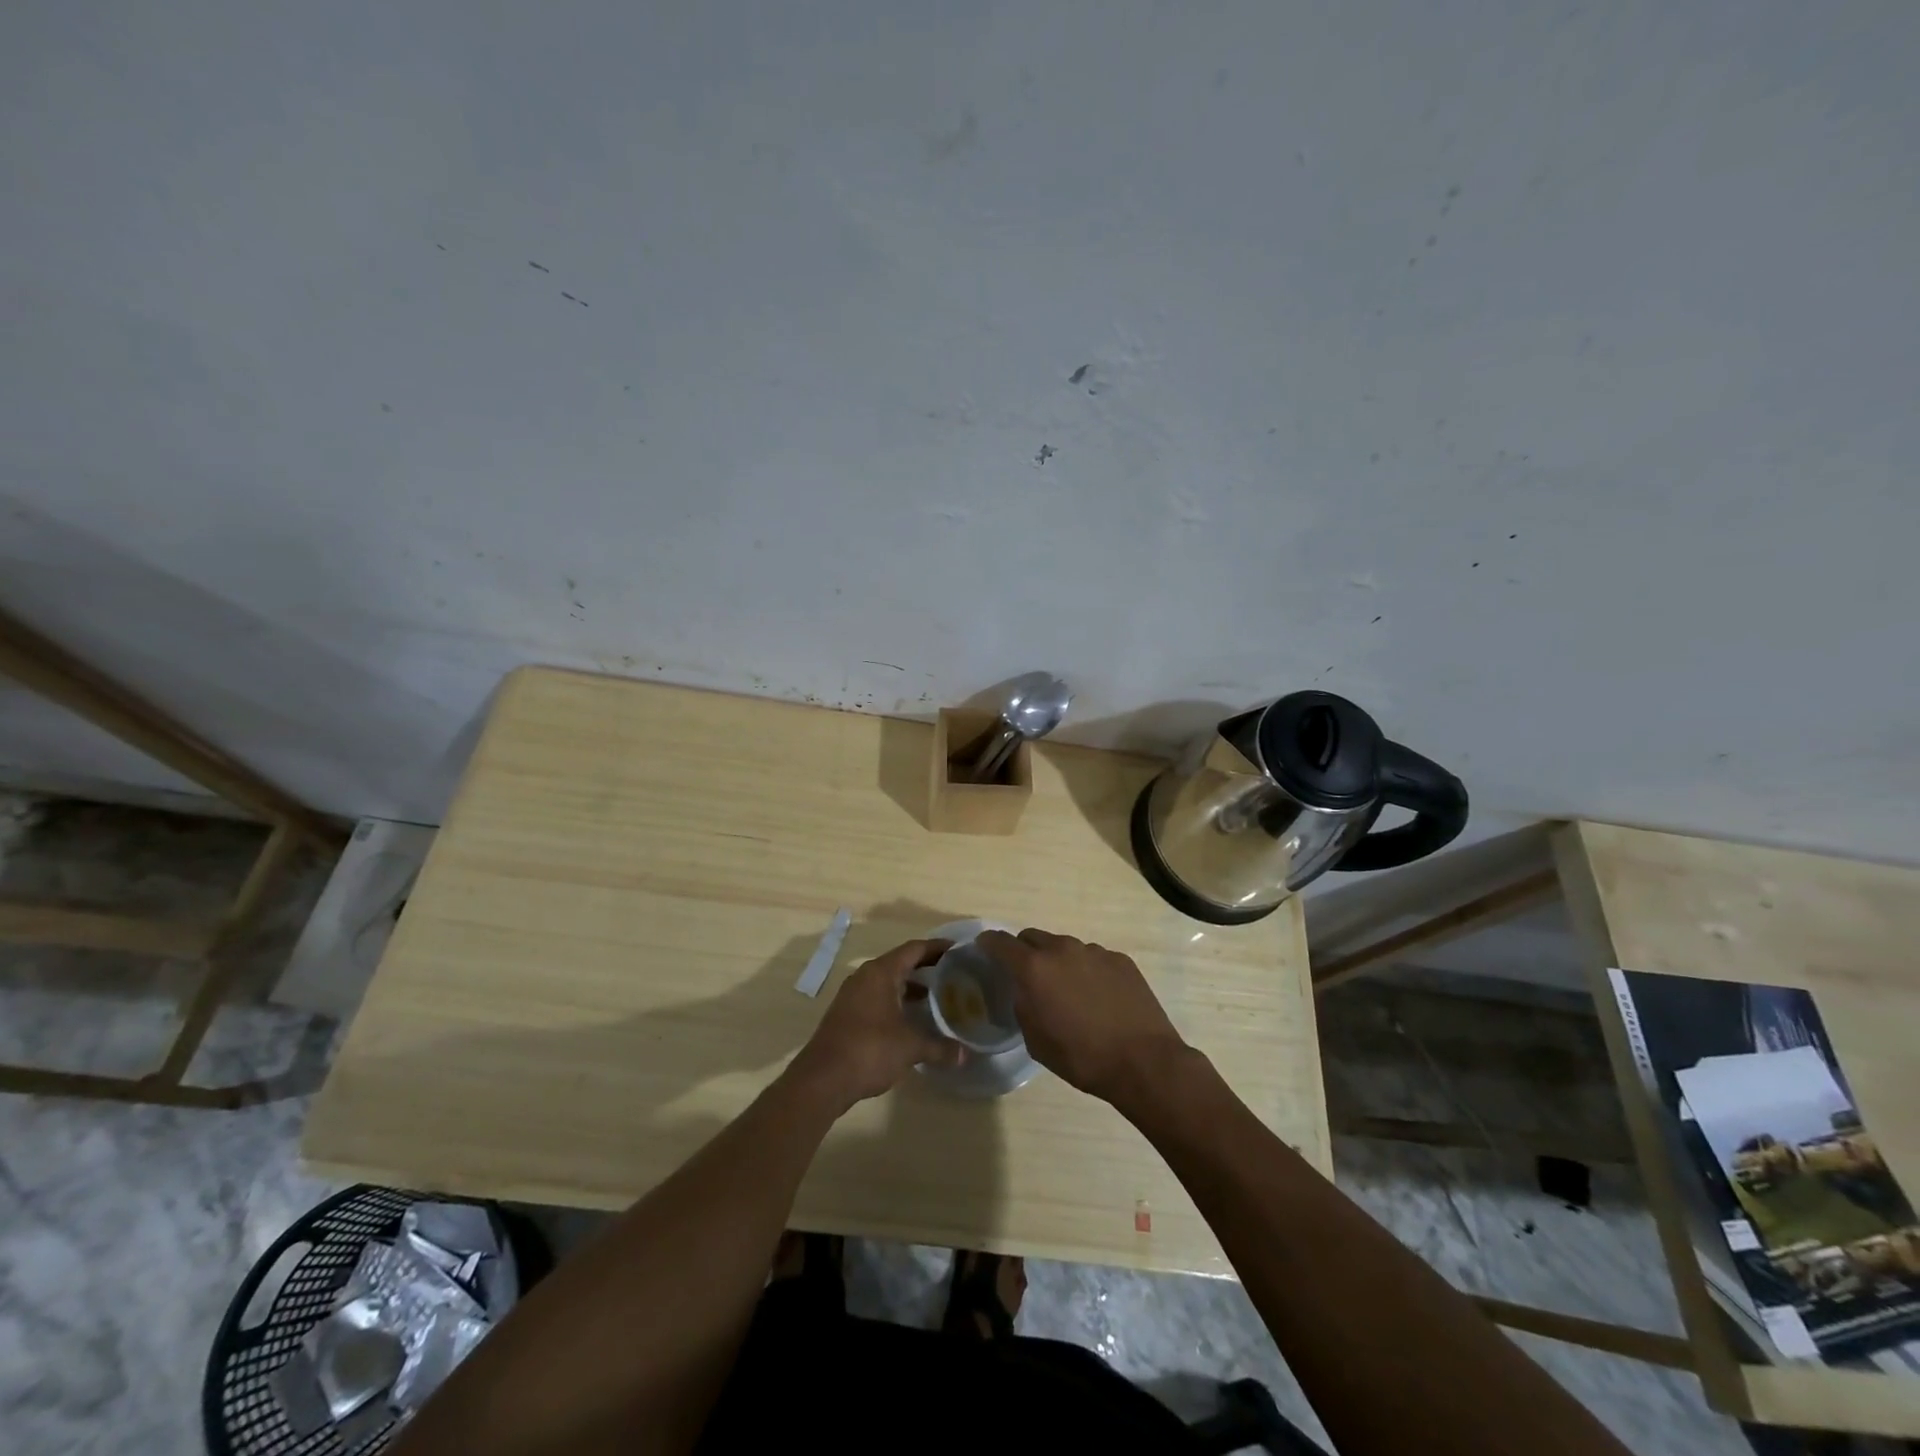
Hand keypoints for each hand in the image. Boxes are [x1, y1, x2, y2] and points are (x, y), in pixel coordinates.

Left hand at [786, 939, 961, 1111]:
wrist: (822, 1079)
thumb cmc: (869, 1050)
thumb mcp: (910, 1048)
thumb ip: (939, 1047)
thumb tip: (965, 1055)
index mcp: (881, 973)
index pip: (914, 949)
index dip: (937, 948)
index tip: (957, 950)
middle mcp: (865, 977)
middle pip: (900, 962)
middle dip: (926, 967)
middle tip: (952, 974)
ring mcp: (853, 995)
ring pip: (887, 981)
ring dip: (910, 986)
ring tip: (936, 997)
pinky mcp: (847, 1013)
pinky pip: (877, 997)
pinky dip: (896, 1001)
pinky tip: (910, 1019)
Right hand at [976, 928, 1192, 1108]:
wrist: (1143, 1062)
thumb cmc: (1082, 1057)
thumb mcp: (1036, 1041)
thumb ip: (1023, 1006)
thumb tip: (1025, 992)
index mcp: (1035, 968)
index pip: (1000, 942)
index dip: (988, 944)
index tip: (984, 949)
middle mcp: (1062, 950)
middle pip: (1032, 937)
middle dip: (1024, 952)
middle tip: (1027, 976)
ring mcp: (1094, 951)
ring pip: (1065, 948)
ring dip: (1058, 963)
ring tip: (1068, 992)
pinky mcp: (1120, 960)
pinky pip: (1093, 958)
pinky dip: (1087, 971)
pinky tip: (1098, 998)